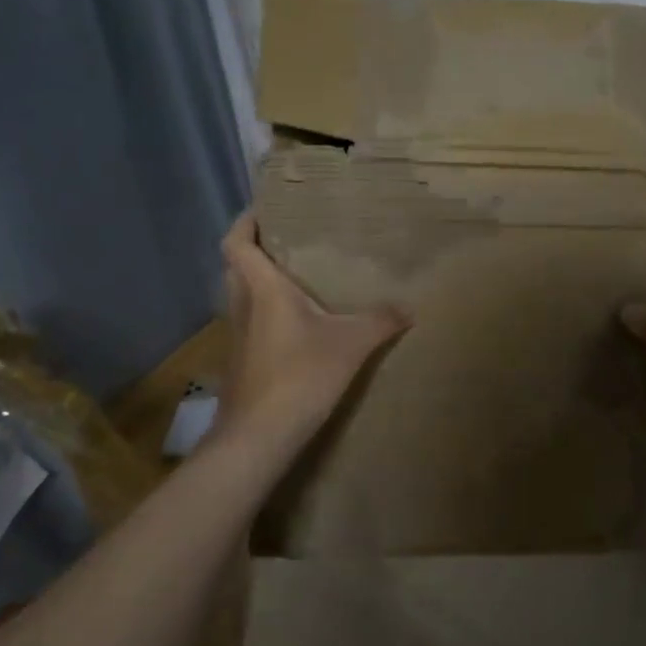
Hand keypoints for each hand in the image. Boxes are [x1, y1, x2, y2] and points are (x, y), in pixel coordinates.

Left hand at [215, 213, 408, 453]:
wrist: (259, 436)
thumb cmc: (300, 375)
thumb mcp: (351, 344)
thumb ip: (381, 321)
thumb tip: (410, 307)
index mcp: (262, 289)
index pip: (236, 243)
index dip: (244, 222)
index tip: (263, 209)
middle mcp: (242, 306)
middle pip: (236, 267)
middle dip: (254, 250)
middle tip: (287, 242)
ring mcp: (237, 337)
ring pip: (241, 297)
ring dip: (259, 283)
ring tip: (295, 280)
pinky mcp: (241, 363)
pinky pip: (250, 324)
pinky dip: (265, 315)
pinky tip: (294, 328)